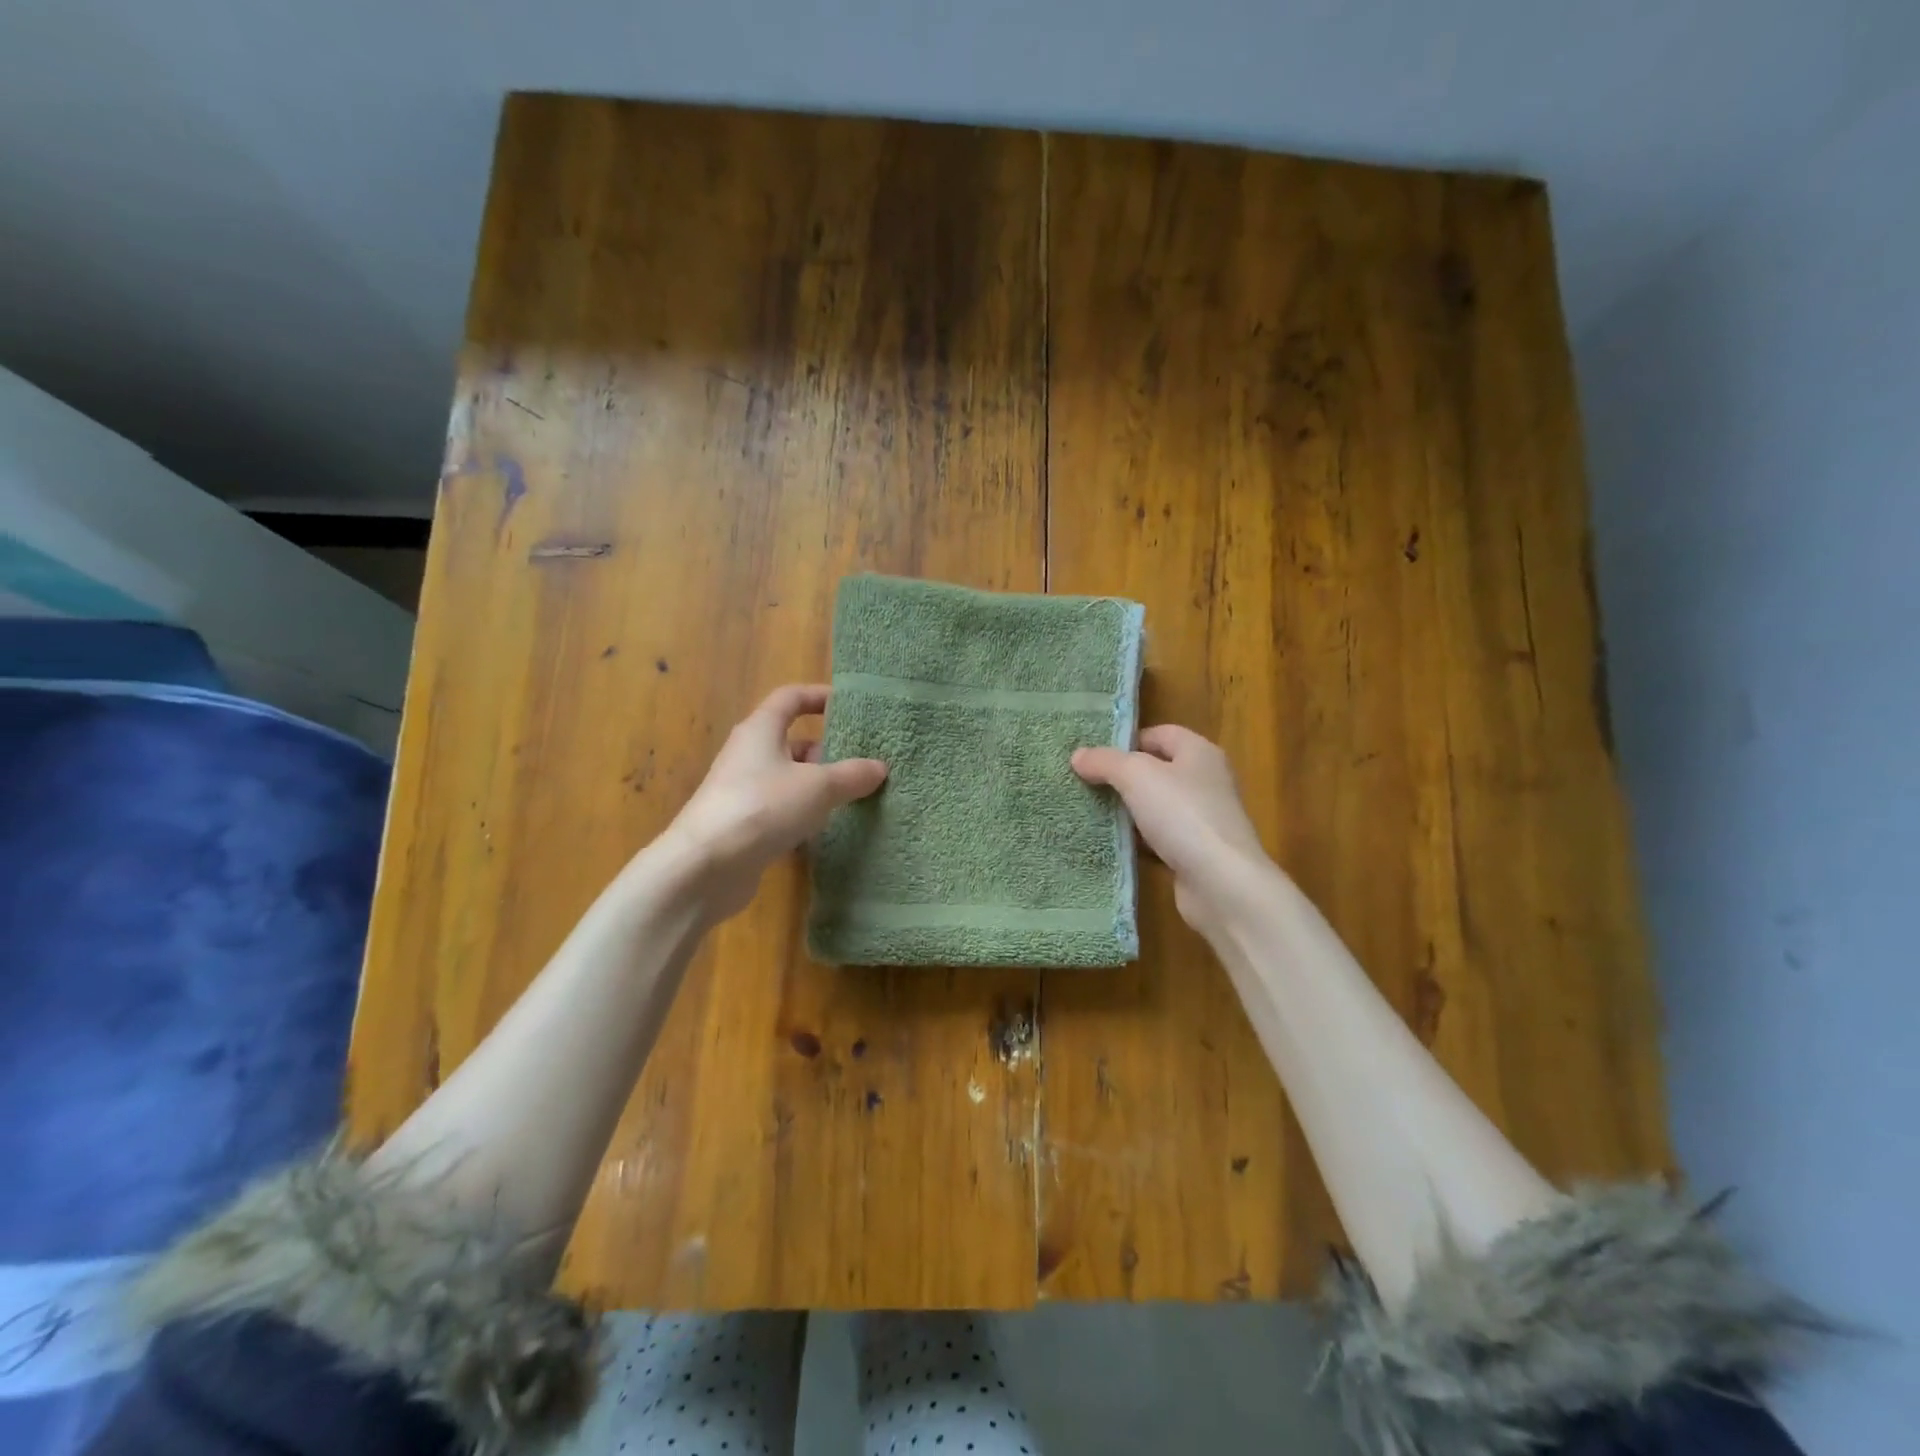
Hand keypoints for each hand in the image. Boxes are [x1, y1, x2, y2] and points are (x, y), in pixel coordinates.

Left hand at [659, 685, 886, 921]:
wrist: (705, 867)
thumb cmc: (763, 807)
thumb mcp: (818, 787)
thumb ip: (852, 775)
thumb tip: (879, 767)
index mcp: (761, 730)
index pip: (790, 698)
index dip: (819, 696)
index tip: (850, 707)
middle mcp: (748, 754)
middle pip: (792, 741)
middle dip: (827, 750)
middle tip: (862, 763)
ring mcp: (743, 791)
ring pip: (788, 778)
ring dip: (817, 785)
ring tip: (853, 797)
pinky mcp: (743, 825)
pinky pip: (781, 809)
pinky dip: (803, 814)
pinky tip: (826, 830)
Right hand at [1072, 725, 1272, 930]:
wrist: (1221, 883)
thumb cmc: (1182, 815)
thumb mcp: (1136, 776)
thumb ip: (1105, 761)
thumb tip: (1078, 755)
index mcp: (1200, 753)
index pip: (1160, 734)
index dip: (1128, 740)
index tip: (1095, 755)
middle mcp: (1206, 781)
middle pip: (1158, 770)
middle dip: (1122, 777)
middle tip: (1085, 783)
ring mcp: (1203, 819)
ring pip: (1157, 807)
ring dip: (1128, 811)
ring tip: (1091, 812)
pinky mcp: (1196, 853)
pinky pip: (1160, 839)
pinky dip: (1138, 841)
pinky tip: (1112, 845)